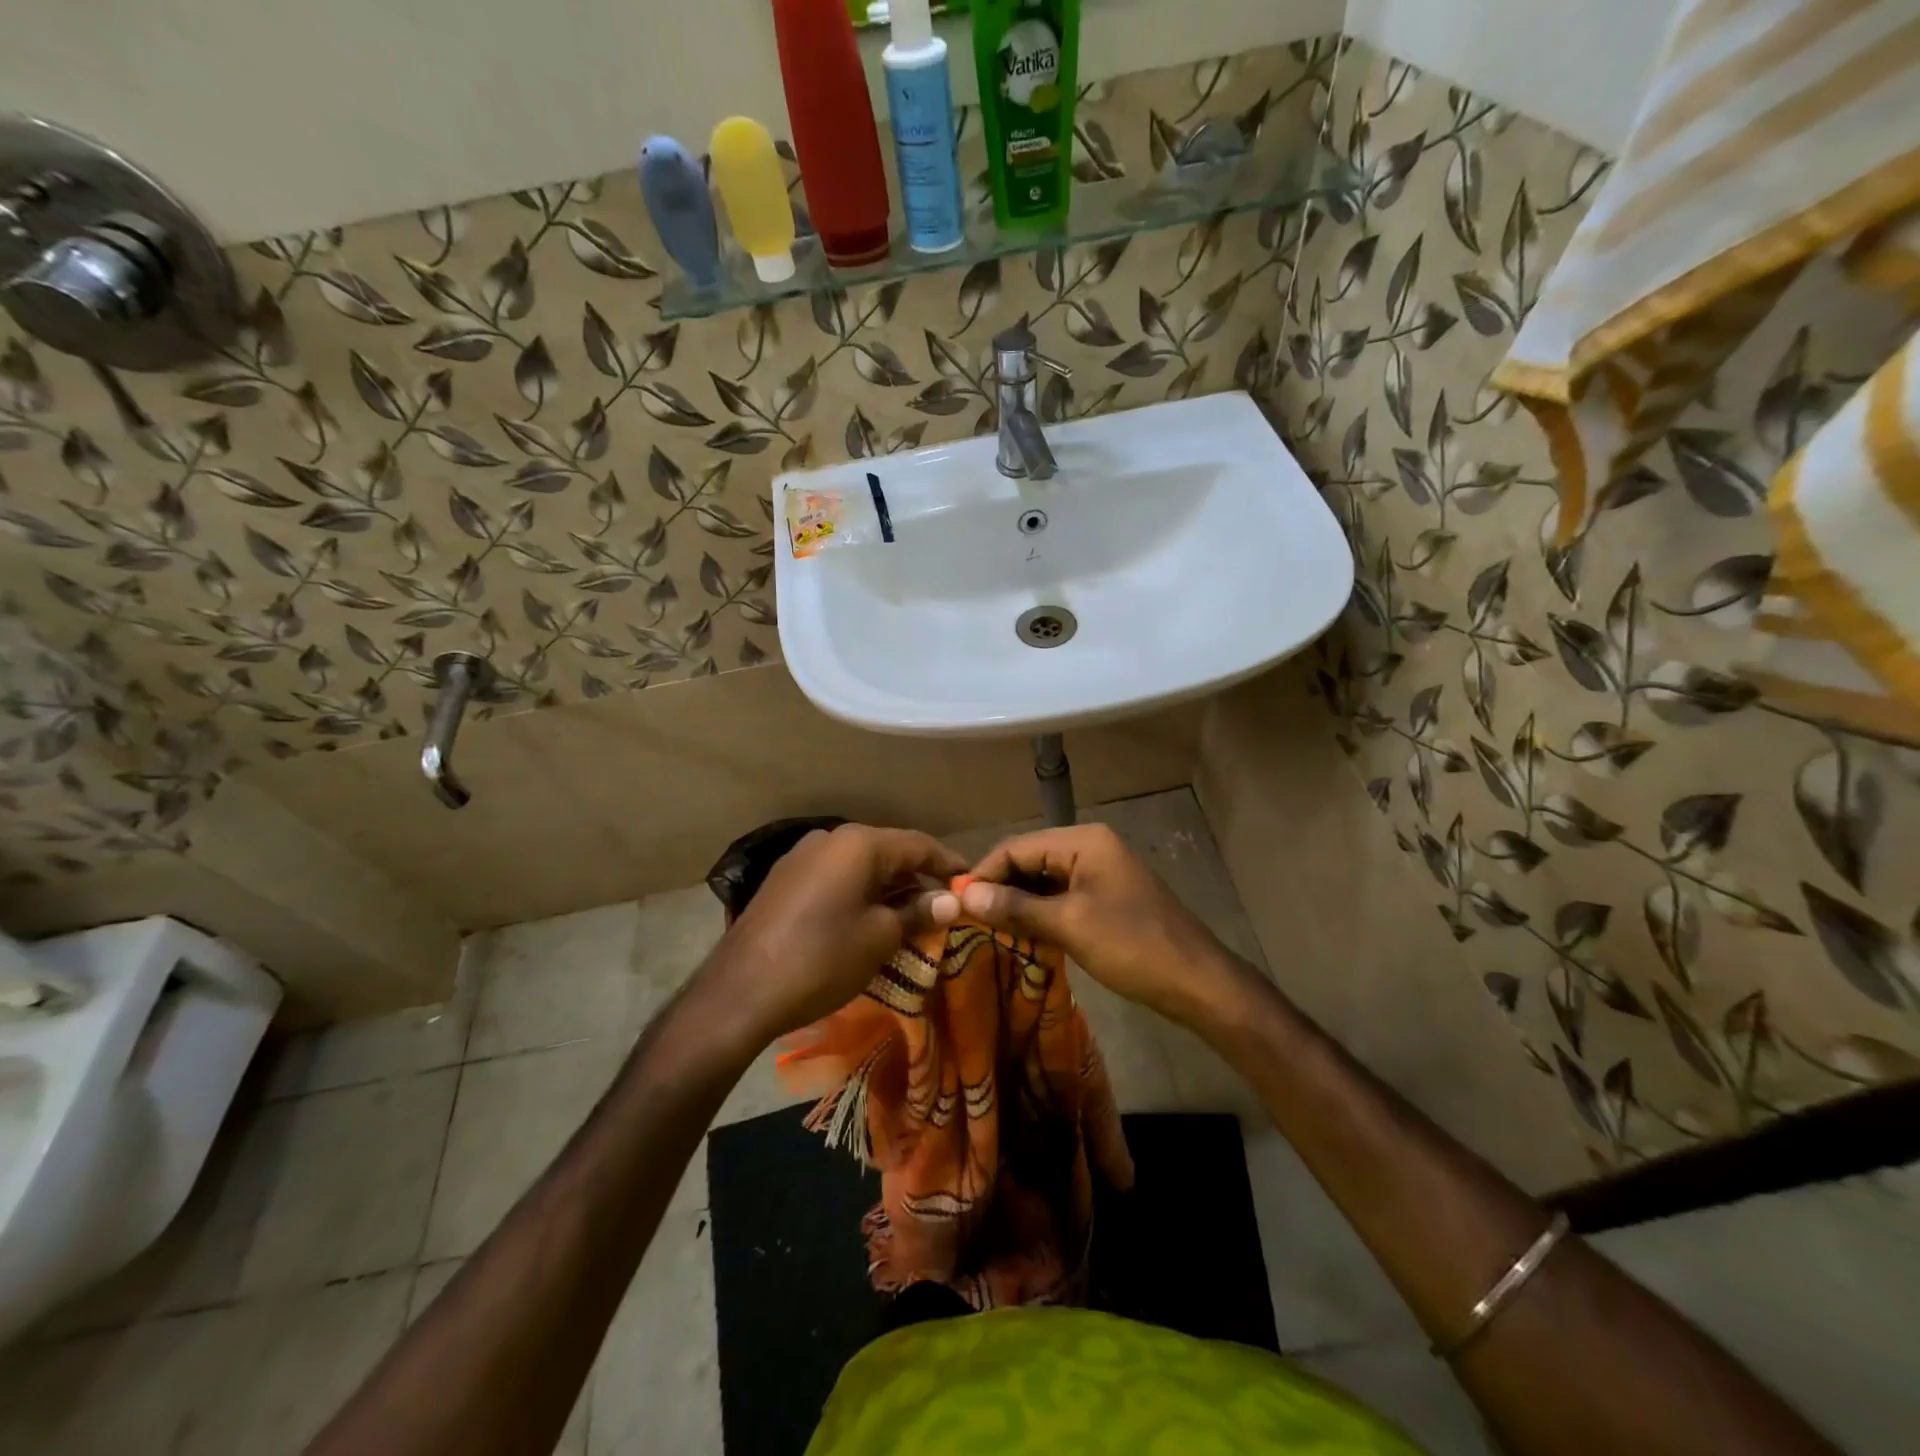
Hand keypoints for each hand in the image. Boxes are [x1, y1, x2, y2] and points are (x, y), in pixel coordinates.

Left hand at [693, 824, 964, 1054]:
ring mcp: (802, 857)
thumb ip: (918, 912)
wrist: (740, 992)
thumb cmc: (821, 958)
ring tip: (911, 918)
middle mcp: (830, 838)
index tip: (972, 884)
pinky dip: (859, 894)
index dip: (949, 864)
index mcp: (859, 844)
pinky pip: (835, 878)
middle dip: (918, 878)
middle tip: (944, 907)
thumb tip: (952, 900)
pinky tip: (868, 920)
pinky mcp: (784, 880)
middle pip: (888, 852)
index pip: (919, 844)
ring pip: (860, 866)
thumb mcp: (880, 937)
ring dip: (888, 888)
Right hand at [959, 824, 1244, 1026]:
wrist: (1196, 982)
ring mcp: (1100, 872)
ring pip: (1044, 879)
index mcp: (1083, 841)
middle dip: (1000, 887)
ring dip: (1018, 902)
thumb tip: (965, 896)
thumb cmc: (1132, 945)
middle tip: (969, 920)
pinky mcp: (1105, 896)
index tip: (956, 903)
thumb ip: (1016, 907)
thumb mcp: (1069, 925)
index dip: (984, 872)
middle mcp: (1090, 847)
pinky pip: (1061, 896)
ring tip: (989, 929)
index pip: (1018, 847)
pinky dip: (1040, 912)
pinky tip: (1022, 934)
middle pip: (1030, 859)